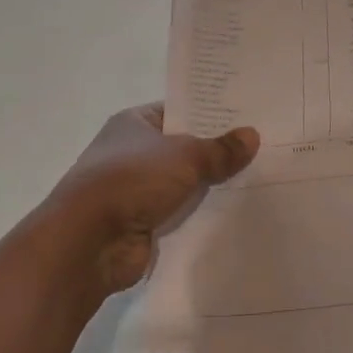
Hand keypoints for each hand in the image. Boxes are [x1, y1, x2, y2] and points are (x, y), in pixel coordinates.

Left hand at [46, 104, 258, 297]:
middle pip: (183, 148)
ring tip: (259, 180)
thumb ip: (219, 149)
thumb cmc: (132, 180)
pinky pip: (180, 214)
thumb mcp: (184, 156)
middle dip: (216, 152)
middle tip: (263, 148)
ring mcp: (136, 190)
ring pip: (184, 183)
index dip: (210, 113)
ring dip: (210, 186)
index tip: (248, 115)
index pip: (178, 111)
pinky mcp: (142, 223)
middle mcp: (132, 152)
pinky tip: (236, 213)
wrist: (89, 241)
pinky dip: (200, 215)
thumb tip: (252, 135)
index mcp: (134, 123)